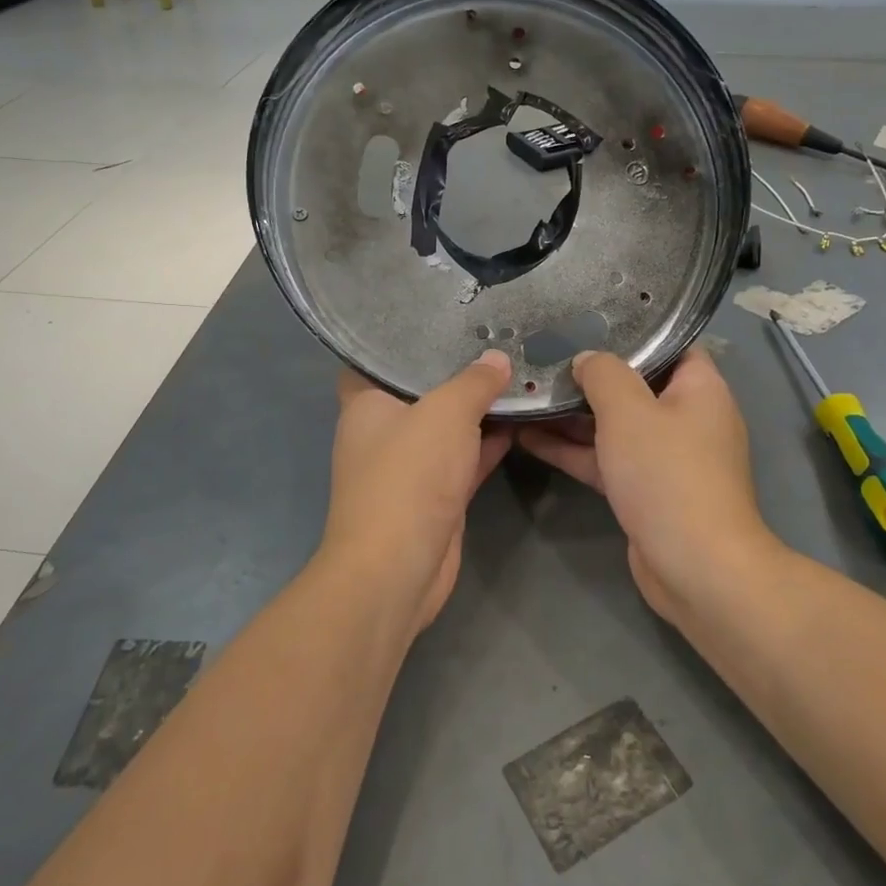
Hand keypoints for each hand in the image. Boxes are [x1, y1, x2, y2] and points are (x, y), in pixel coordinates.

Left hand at [319, 351, 514, 628]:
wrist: (399, 567)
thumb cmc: (409, 475)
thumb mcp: (446, 413)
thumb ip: (474, 382)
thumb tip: (497, 359)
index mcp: (365, 403)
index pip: (376, 358)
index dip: (403, 339)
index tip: (439, 318)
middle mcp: (382, 431)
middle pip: (419, 390)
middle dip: (454, 370)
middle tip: (493, 338)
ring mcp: (409, 466)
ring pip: (446, 427)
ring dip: (477, 409)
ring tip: (516, 373)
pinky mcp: (434, 495)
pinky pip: (463, 458)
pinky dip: (487, 443)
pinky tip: (520, 420)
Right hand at [517, 347, 775, 620]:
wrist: (695, 567)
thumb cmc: (667, 474)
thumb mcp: (629, 411)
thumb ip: (603, 375)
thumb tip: (586, 358)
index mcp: (700, 389)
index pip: (670, 344)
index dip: (632, 332)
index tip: (587, 322)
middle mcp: (686, 418)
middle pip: (634, 385)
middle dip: (589, 375)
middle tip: (542, 357)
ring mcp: (664, 458)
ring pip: (614, 425)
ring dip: (572, 415)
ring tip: (526, 393)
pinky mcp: (644, 490)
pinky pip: (605, 459)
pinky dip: (573, 449)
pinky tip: (528, 436)